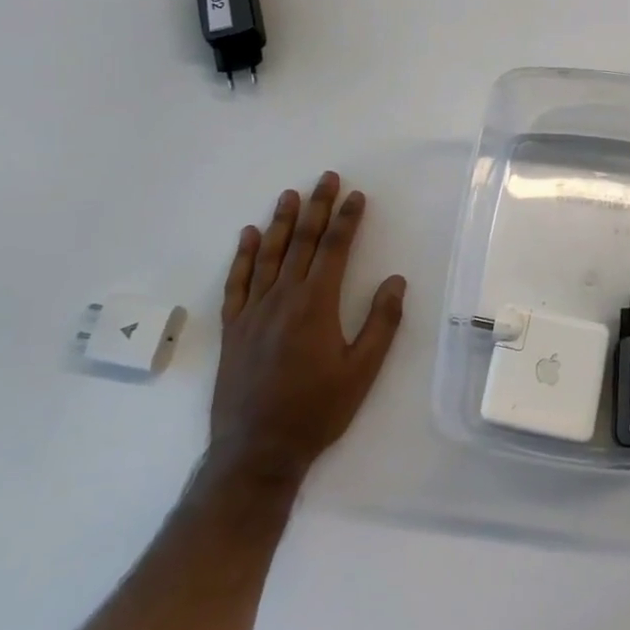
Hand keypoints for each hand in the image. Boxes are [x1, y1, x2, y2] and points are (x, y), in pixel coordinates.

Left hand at [205, 172, 406, 490]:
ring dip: (281, 222)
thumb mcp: (362, 372)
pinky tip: (249, 236)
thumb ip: (381, 323)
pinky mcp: (233, 328)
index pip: (334, 249)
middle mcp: (282, 298)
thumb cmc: (316, 411)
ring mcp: (253, 311)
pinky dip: (244, 256)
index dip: (346, 219)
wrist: (256, 451)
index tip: (356, 196)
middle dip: (316, 208)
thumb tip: (395, 281)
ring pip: (269, 255)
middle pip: (302, 242)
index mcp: (316, 305)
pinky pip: (237, 282)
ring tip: (290, 194)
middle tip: (326, 178)